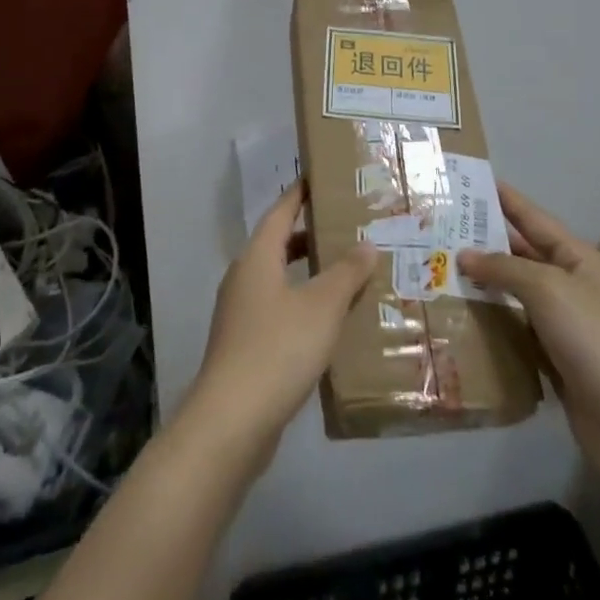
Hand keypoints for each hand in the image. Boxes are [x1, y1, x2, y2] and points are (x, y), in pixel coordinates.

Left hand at [184, 186, 377, 468]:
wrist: (232, 421)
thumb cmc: (278, 348)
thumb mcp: (321, 307)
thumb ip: (346, 273)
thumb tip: (366, 244)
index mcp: (257, 258)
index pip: (280, 212)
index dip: (299, 195)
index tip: (319, 179)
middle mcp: (244, 278)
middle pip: (278, 245)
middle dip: (310, 235)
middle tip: (346, 227)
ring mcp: (240, 314)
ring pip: (279, 279)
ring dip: (308, 273)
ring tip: (346, 274)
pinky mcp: (244, 345)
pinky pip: (278, 310)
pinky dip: (302, 305)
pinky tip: (328, 322)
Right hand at [458, 185, 599, 476]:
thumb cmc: (594, 336)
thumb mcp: (547, 288)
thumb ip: (504, 267)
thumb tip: (464, 255)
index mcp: (575, 258)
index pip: (532, 217)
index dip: (504, 199)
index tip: (469, 182)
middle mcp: (568, 285)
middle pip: (519, 255)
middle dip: (483, 243)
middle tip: (437, 231)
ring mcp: (561, 325)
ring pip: (513, 296)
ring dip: (481, 286)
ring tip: (437, 272)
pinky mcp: (552, 361)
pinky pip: (514, 333)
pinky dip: (490, 326)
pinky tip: (458, 320)